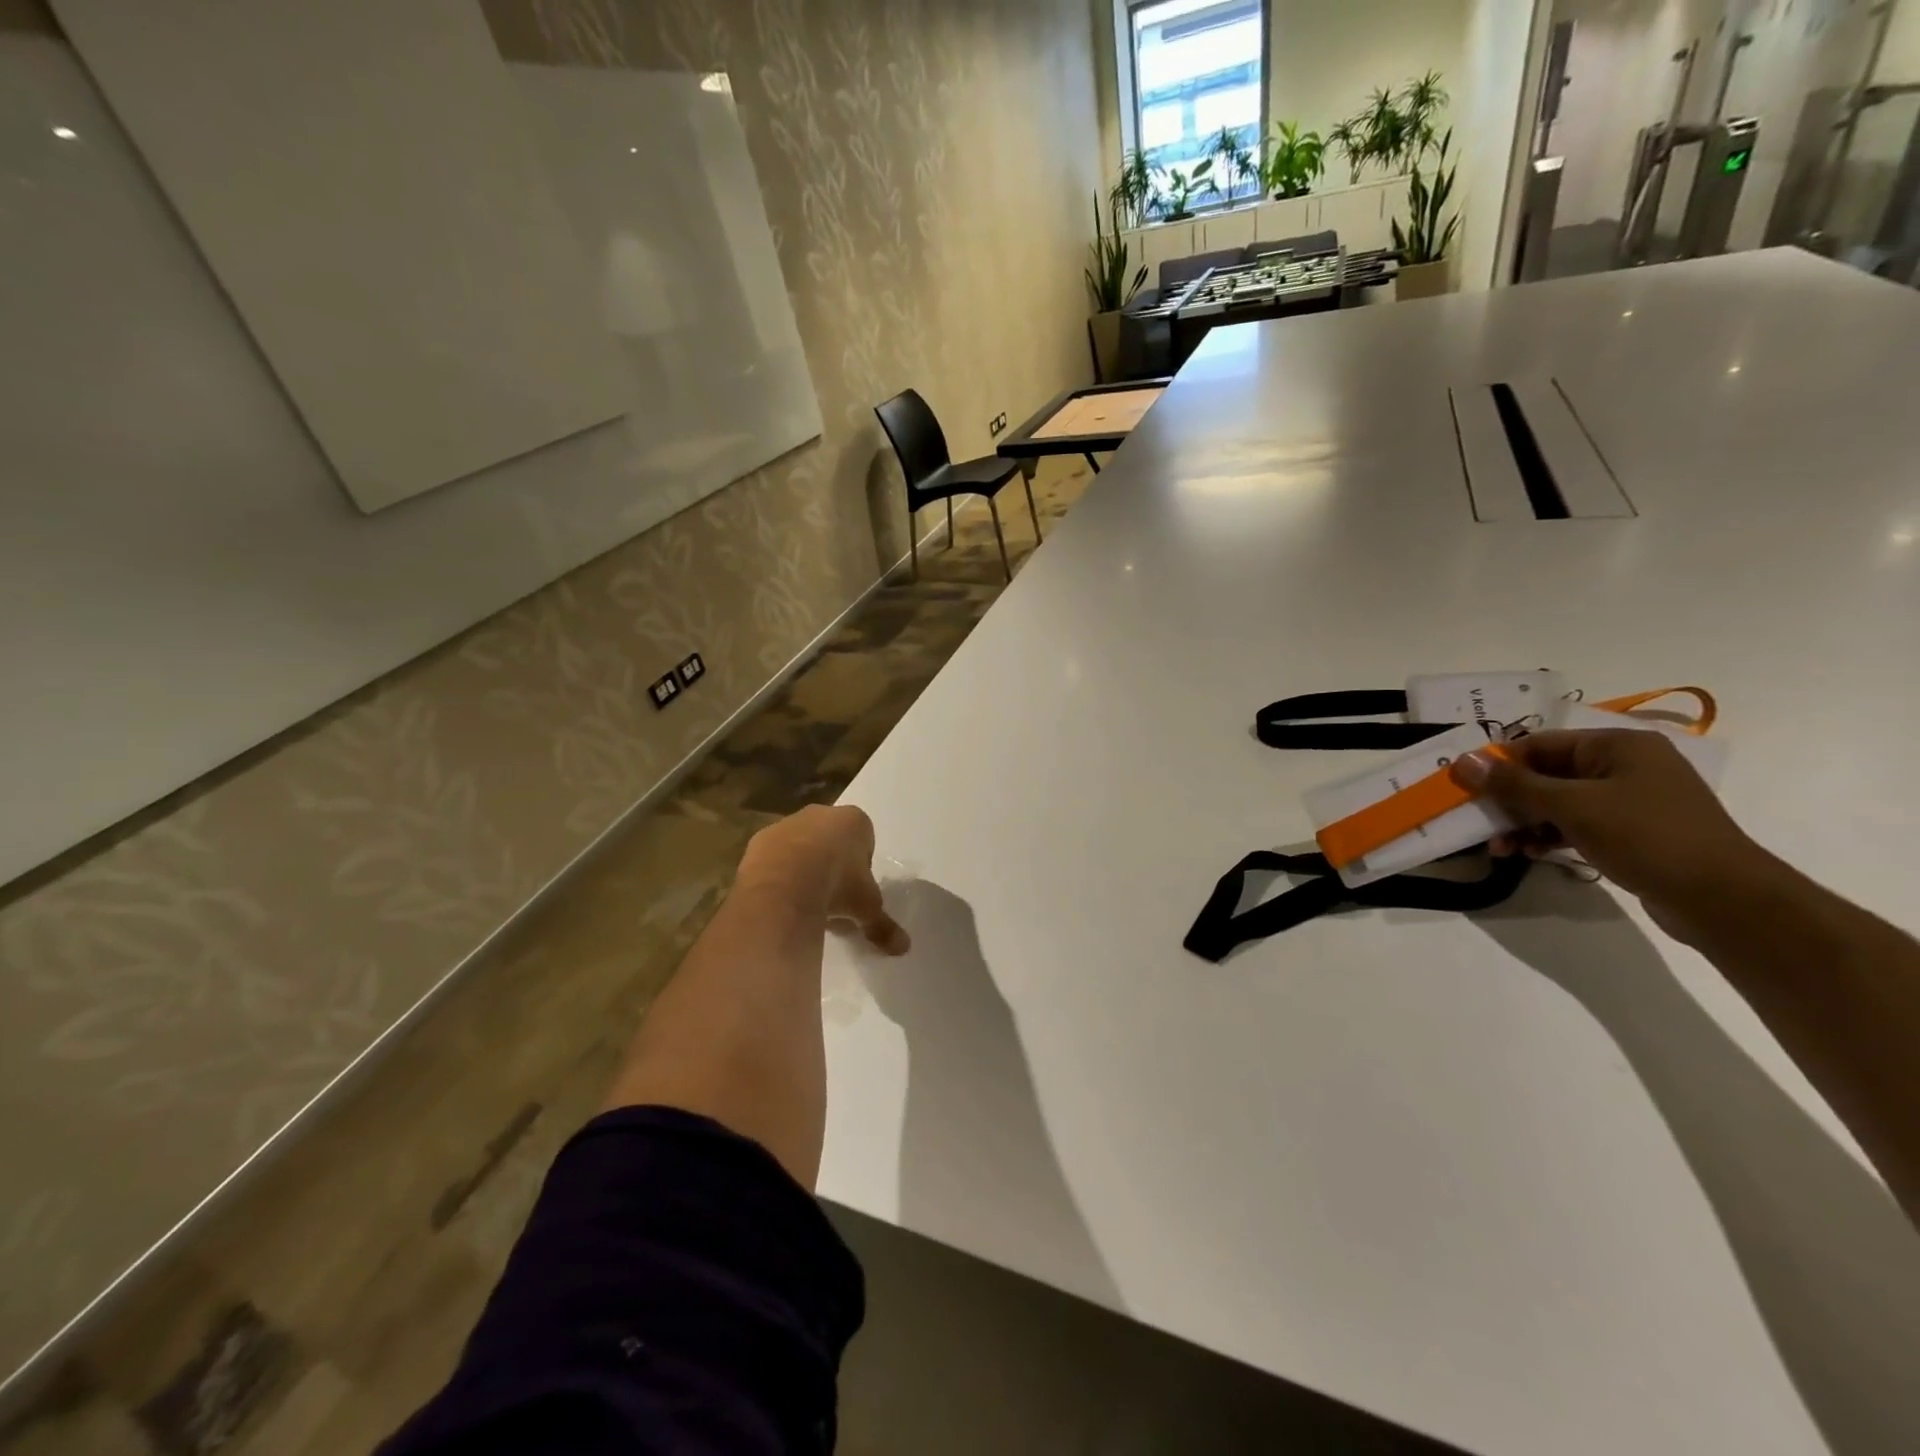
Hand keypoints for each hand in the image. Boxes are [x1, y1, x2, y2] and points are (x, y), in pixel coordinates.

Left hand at [738, 805, 910, 954]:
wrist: (783, 884)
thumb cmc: (838, 885)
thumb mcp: (867, 908)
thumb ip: (883, 925)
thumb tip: (904, 948)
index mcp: (854, 821)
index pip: (864, 839)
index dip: (861, 866)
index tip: (857, 890)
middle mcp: (820, 814)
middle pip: (831, 840)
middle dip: (832, 865)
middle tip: (832, 898)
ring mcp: (786, 824)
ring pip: (801, 846)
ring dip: (803, 869)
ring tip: (804, 903)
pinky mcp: (759, 840)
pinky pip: (774, 858)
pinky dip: (778, 874)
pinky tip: (780, 899)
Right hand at [1450, 729, 1772, 941]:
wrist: (1723, 899)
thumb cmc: (1647, 836)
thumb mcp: (1572, 806)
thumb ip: (1514, 784)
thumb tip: (1464, 761)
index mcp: (1617, 745)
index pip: (1539, 744)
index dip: (1499, 764)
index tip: (1464, 787)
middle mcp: (1625, 765)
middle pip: (1546, 774)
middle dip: (1509, 799)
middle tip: (1478, 821)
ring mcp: (1630, 800)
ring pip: (1558, 803)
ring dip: (1524, 822)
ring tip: (1499, 848)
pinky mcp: (1631, 831)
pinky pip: (1576, 824)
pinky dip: (1548, 835)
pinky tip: (1527, 853)